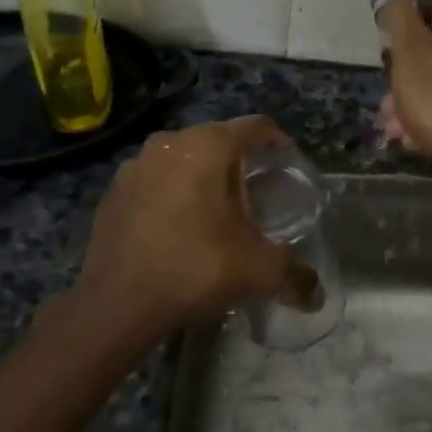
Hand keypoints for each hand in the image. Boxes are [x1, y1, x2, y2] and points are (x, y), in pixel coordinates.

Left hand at [74, 116, 306, 340]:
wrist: (117, 304)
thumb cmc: (195, 267)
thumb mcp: (257, 270)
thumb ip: (294, 275)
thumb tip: (317, 296)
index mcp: (207, 146)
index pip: (254, 127)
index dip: (276, 141)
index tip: (287, 162)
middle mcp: (170, 143)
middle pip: (216, 140)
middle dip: (238, 161)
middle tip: (255, 192)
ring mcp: (135, 165)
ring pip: (182, 159)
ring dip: (201, 176)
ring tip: (216, 210)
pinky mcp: (113, 191)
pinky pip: (154, 180)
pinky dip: (171, 193)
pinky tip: (177, 226)